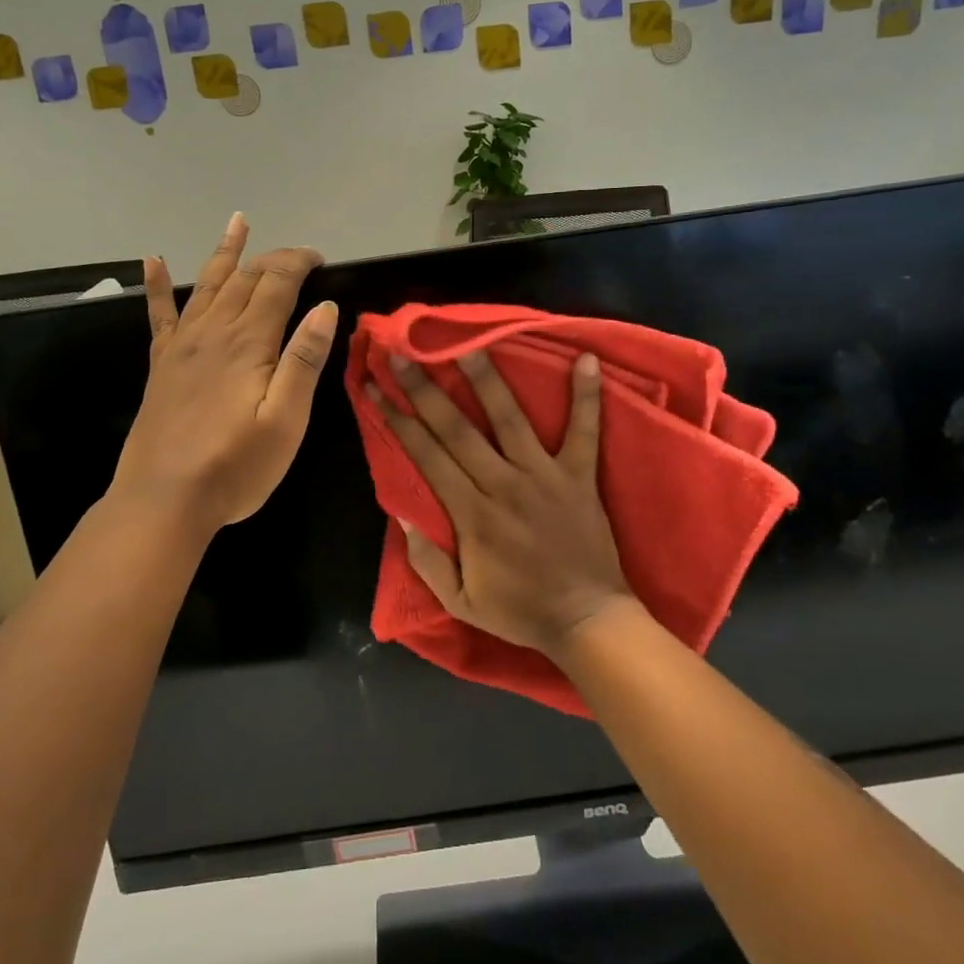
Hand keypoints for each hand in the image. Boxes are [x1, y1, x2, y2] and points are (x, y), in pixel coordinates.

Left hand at [110, 213, 336, 535]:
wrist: (164, 500)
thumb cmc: (236, 467)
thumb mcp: (286, 421)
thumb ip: (304, 360)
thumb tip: (325, 308)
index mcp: (248, 343)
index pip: (277, 283)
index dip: (299, 262)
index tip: (321, 259)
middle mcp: (212, 332)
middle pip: (244, 279)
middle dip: (273, 258)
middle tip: (297, 255)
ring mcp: (181, 346)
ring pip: (206, 285)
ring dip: (225, 253)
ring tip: (237, 223)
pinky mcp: (161, 365)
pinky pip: (159, 314)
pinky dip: (156, 285)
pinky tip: (153, 260)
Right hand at [370, 348, 641, 658]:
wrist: (587, 620)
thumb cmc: (520, 610)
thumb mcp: (460, 601)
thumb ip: (427, 560)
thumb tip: (400, 514)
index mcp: (471, 513)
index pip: (426, 455)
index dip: (397, 418)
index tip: (376, 386)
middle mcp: (503, 484)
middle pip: (456, 428)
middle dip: (425, 388)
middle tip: (402, 352)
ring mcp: (544, 476)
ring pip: (510, 418)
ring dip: (487, 379)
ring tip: (468, 343)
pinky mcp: (579, 475)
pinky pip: (584, 431)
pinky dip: (587, 396)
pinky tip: (587, 359)